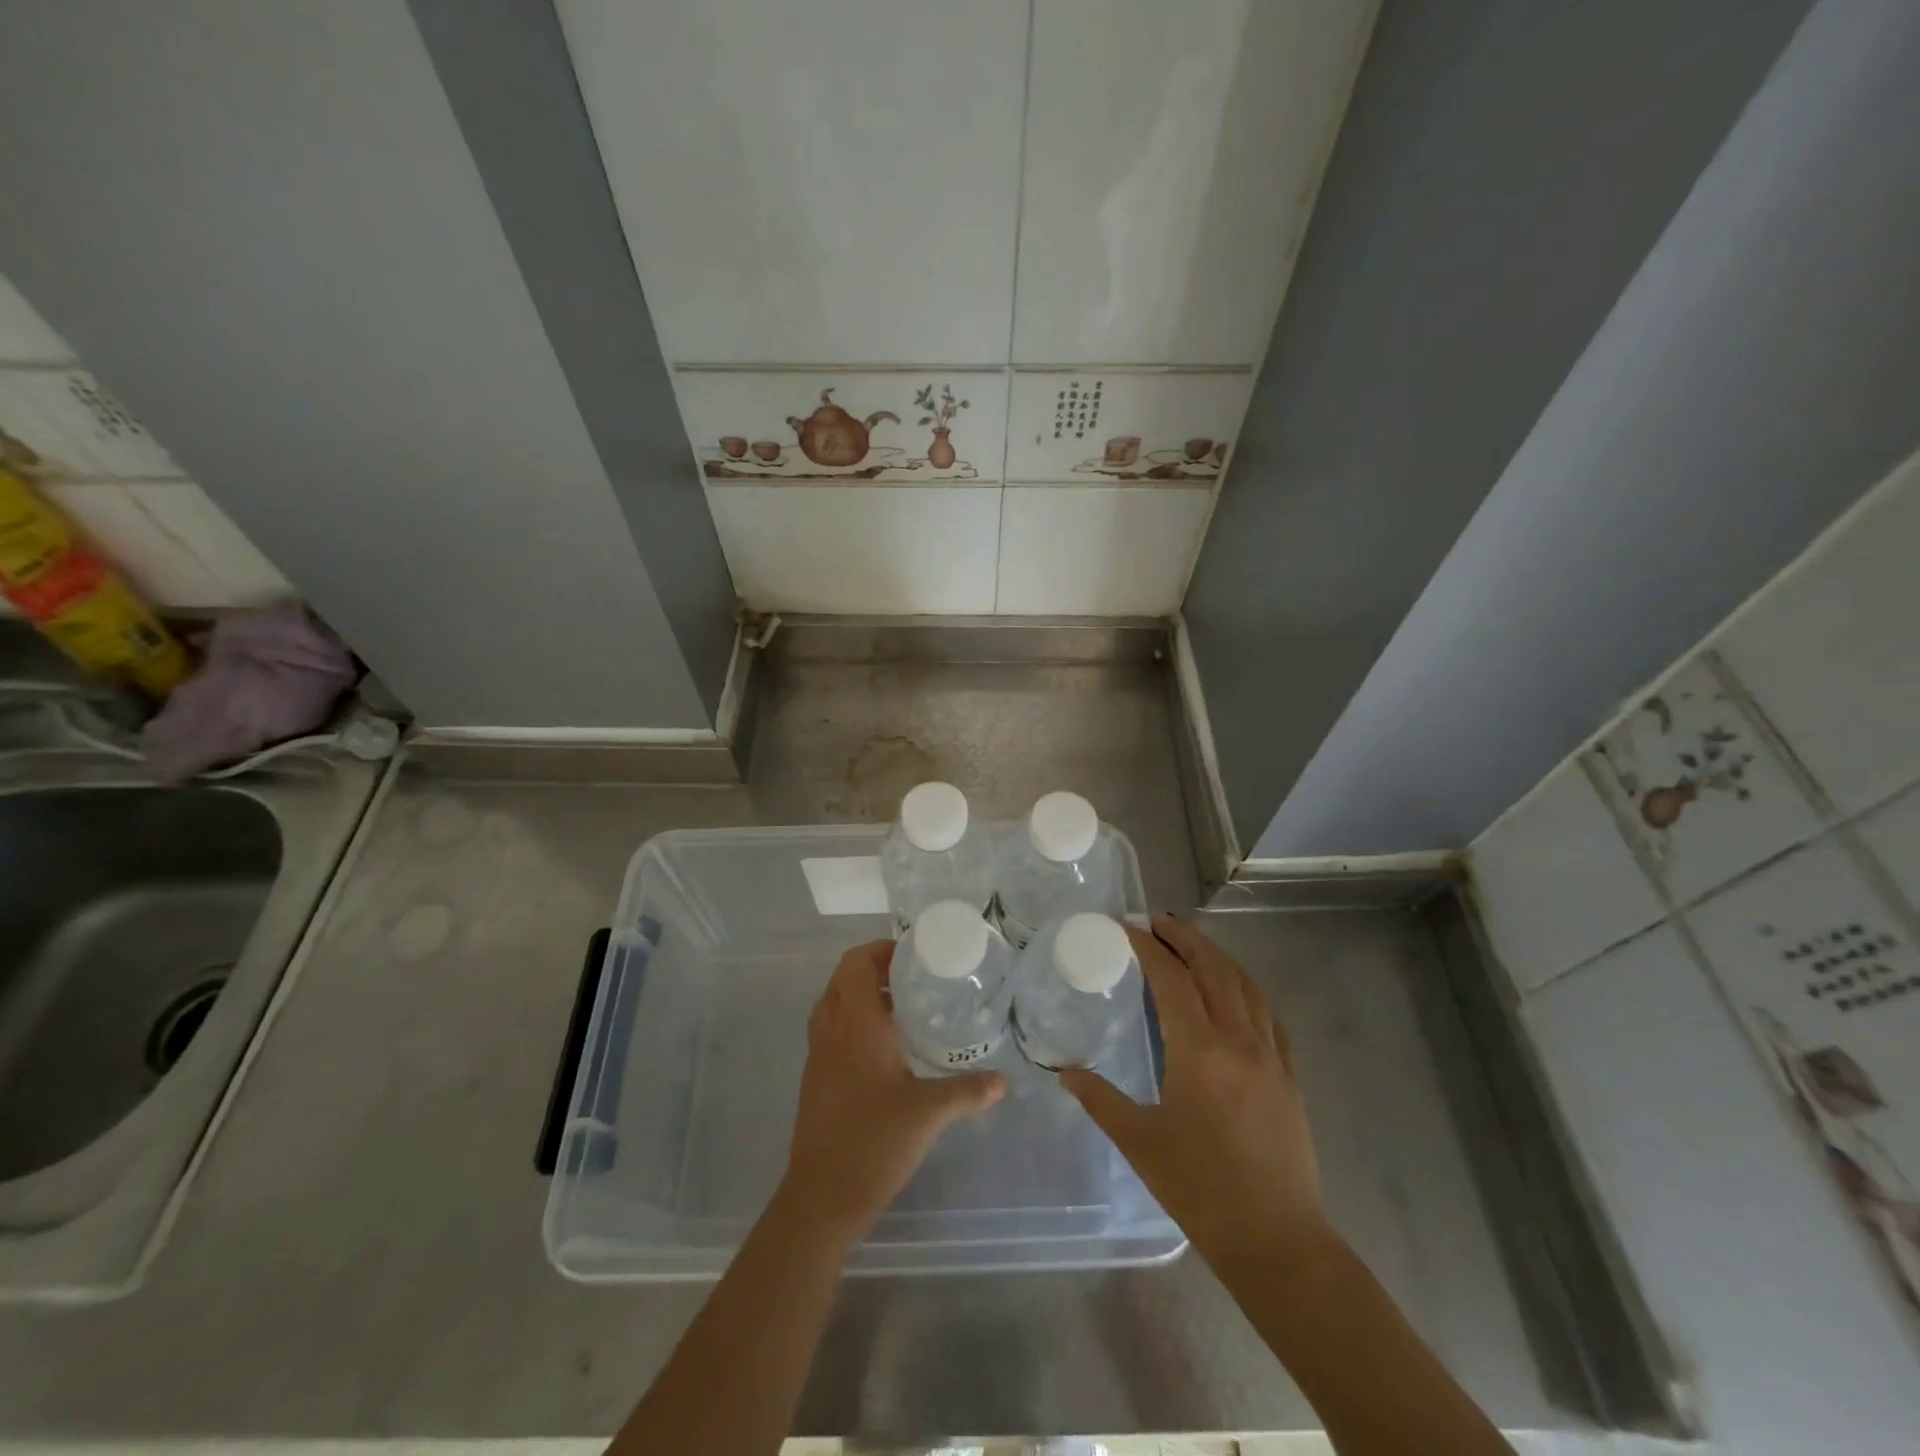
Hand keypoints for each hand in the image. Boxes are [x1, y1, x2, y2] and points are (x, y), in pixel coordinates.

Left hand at [780, 939, 1005, 1243]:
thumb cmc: (875, 1140)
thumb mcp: (929, 1112)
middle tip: (912, 979)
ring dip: (861, 995)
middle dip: (874, 969)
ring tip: (901, 1008)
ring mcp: (818, 1053)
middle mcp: (831, 1029)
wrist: (823, 1194)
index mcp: (856, 1023)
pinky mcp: (815, 1077)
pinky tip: (885, 1049)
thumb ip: (968, 1091)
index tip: (912, 957)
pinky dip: (852, 1021)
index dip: (880, 950)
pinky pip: (831, 1029)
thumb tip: (1003, 1080)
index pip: (856, 962)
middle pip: (843, 977)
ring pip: (834, 1003)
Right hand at [1061, 913, 1332, 1276]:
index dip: (1148, 947)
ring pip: (1245, 985)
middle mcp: (1239, 1040)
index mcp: (1200, 1050)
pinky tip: (1234, 993)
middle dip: (1185, 938)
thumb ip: (1100, 1099)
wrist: (1278, 1241)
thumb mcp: (1140, 1143)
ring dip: (1217, 957)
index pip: (1172, 979)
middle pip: (1214, 969)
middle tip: (1158, 921)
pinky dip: (1245, 989)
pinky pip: (1268, 1014)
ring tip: (1191, 945)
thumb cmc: (1202, 1190)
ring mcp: (1271, 1055)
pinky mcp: (1289, 1075)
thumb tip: (1066, 1073)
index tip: (1127, 928)